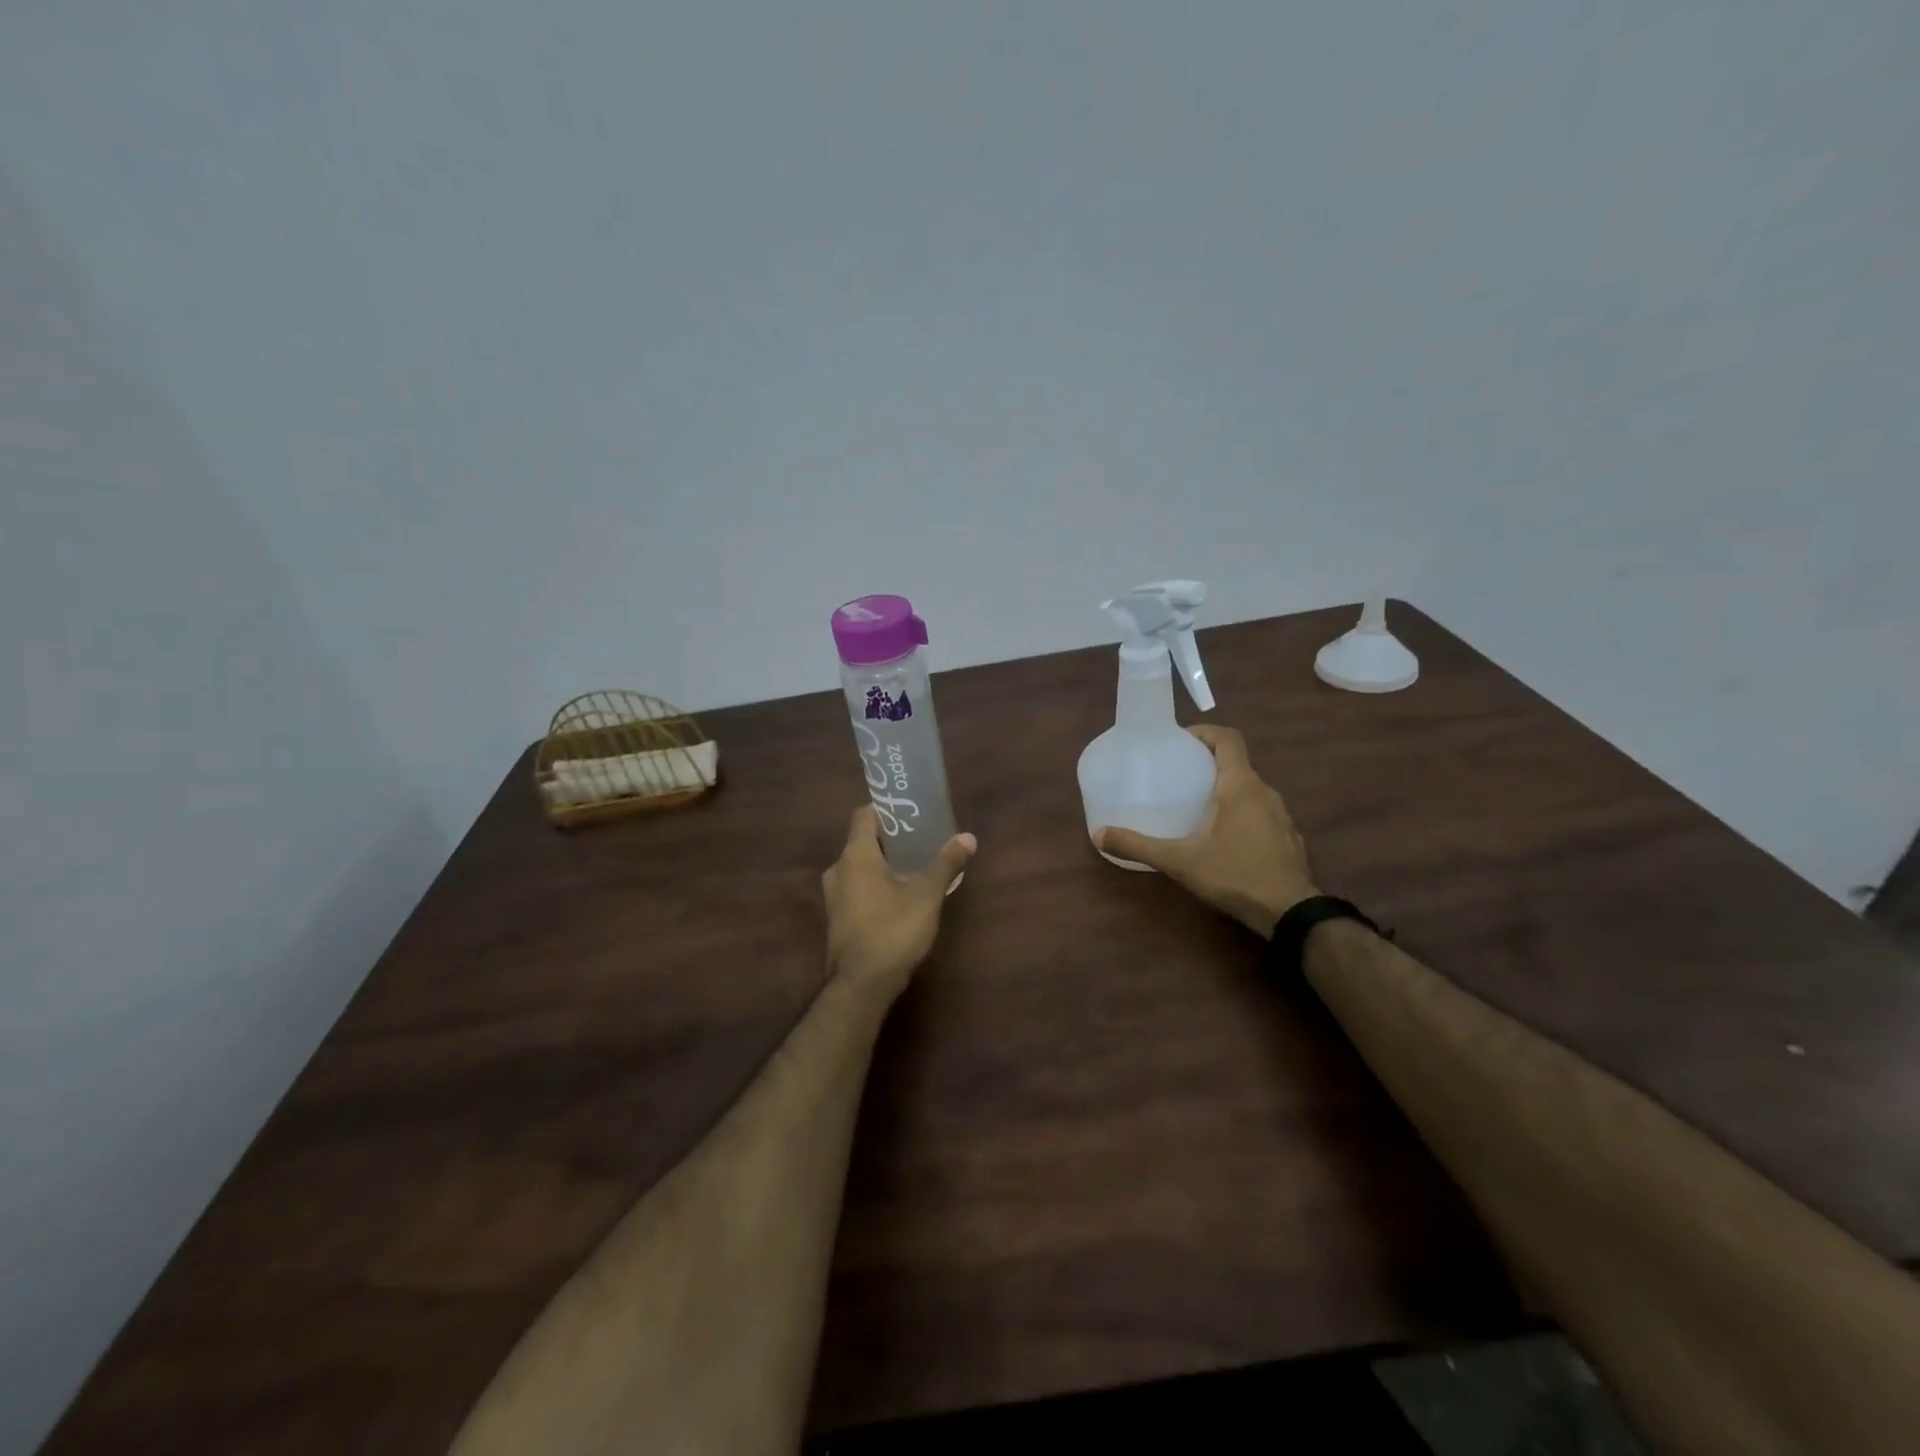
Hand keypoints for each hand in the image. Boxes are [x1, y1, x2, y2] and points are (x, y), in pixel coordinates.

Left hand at [823, 805, 977, 1002]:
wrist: (860, 986)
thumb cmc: (892, 931)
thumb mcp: (926, 895)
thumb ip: (946, 863)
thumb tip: (968, 837)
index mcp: (855, 855)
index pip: (864, 814)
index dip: (886, 809)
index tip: (910, 811)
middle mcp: (838, 870)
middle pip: (863, 840)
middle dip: (891, 838)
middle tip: (921, 838)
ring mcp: (834, 896)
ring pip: (860, 866)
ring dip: (884, 863)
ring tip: (915, 866)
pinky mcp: (838, 918)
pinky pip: (857, 888)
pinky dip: (876, 884)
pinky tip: (900, 896)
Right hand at [1096, 724, 1317, 936]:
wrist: (1292, 914)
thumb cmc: (1236, 875)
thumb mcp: (1180, 861)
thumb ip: (1139, 846)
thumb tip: (1098, 834)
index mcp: (1241, 786)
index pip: (1228, 738)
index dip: (1204, 732)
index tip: (1179, 742)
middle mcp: (1265, 793)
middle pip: (1236, 764)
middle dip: (1207, 765)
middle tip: (1177, 777)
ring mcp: (1281, 816)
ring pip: (1249, 790)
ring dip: (1225, 791)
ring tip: (1195, 807)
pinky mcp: (1287, 839)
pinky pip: (1260, 813)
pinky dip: (1240, 814)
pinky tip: (1222, 839)